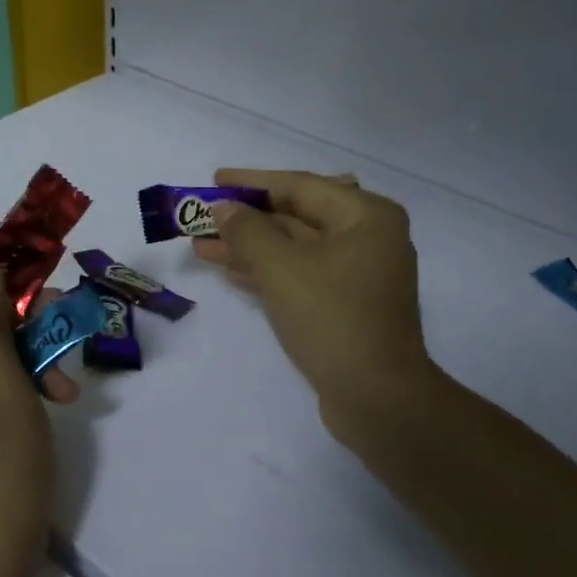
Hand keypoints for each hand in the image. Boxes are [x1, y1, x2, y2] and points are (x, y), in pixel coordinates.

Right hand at [193, 169, 441, 439]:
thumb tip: (223, 208)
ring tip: (201, 244)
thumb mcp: (281, 268)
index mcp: (366, 216)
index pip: (300, 186)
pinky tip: (229, 270)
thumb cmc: (331, 318)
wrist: (376, 397)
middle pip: (296, 216)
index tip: (213, 180)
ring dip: (249, 247)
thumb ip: (247, 231)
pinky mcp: (345, 305)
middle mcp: (367, 238)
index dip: (252, 182)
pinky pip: (300, 275)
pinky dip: (266, 272)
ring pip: (294, 249)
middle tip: (201, 216)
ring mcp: (357, 274)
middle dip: (246, 219)